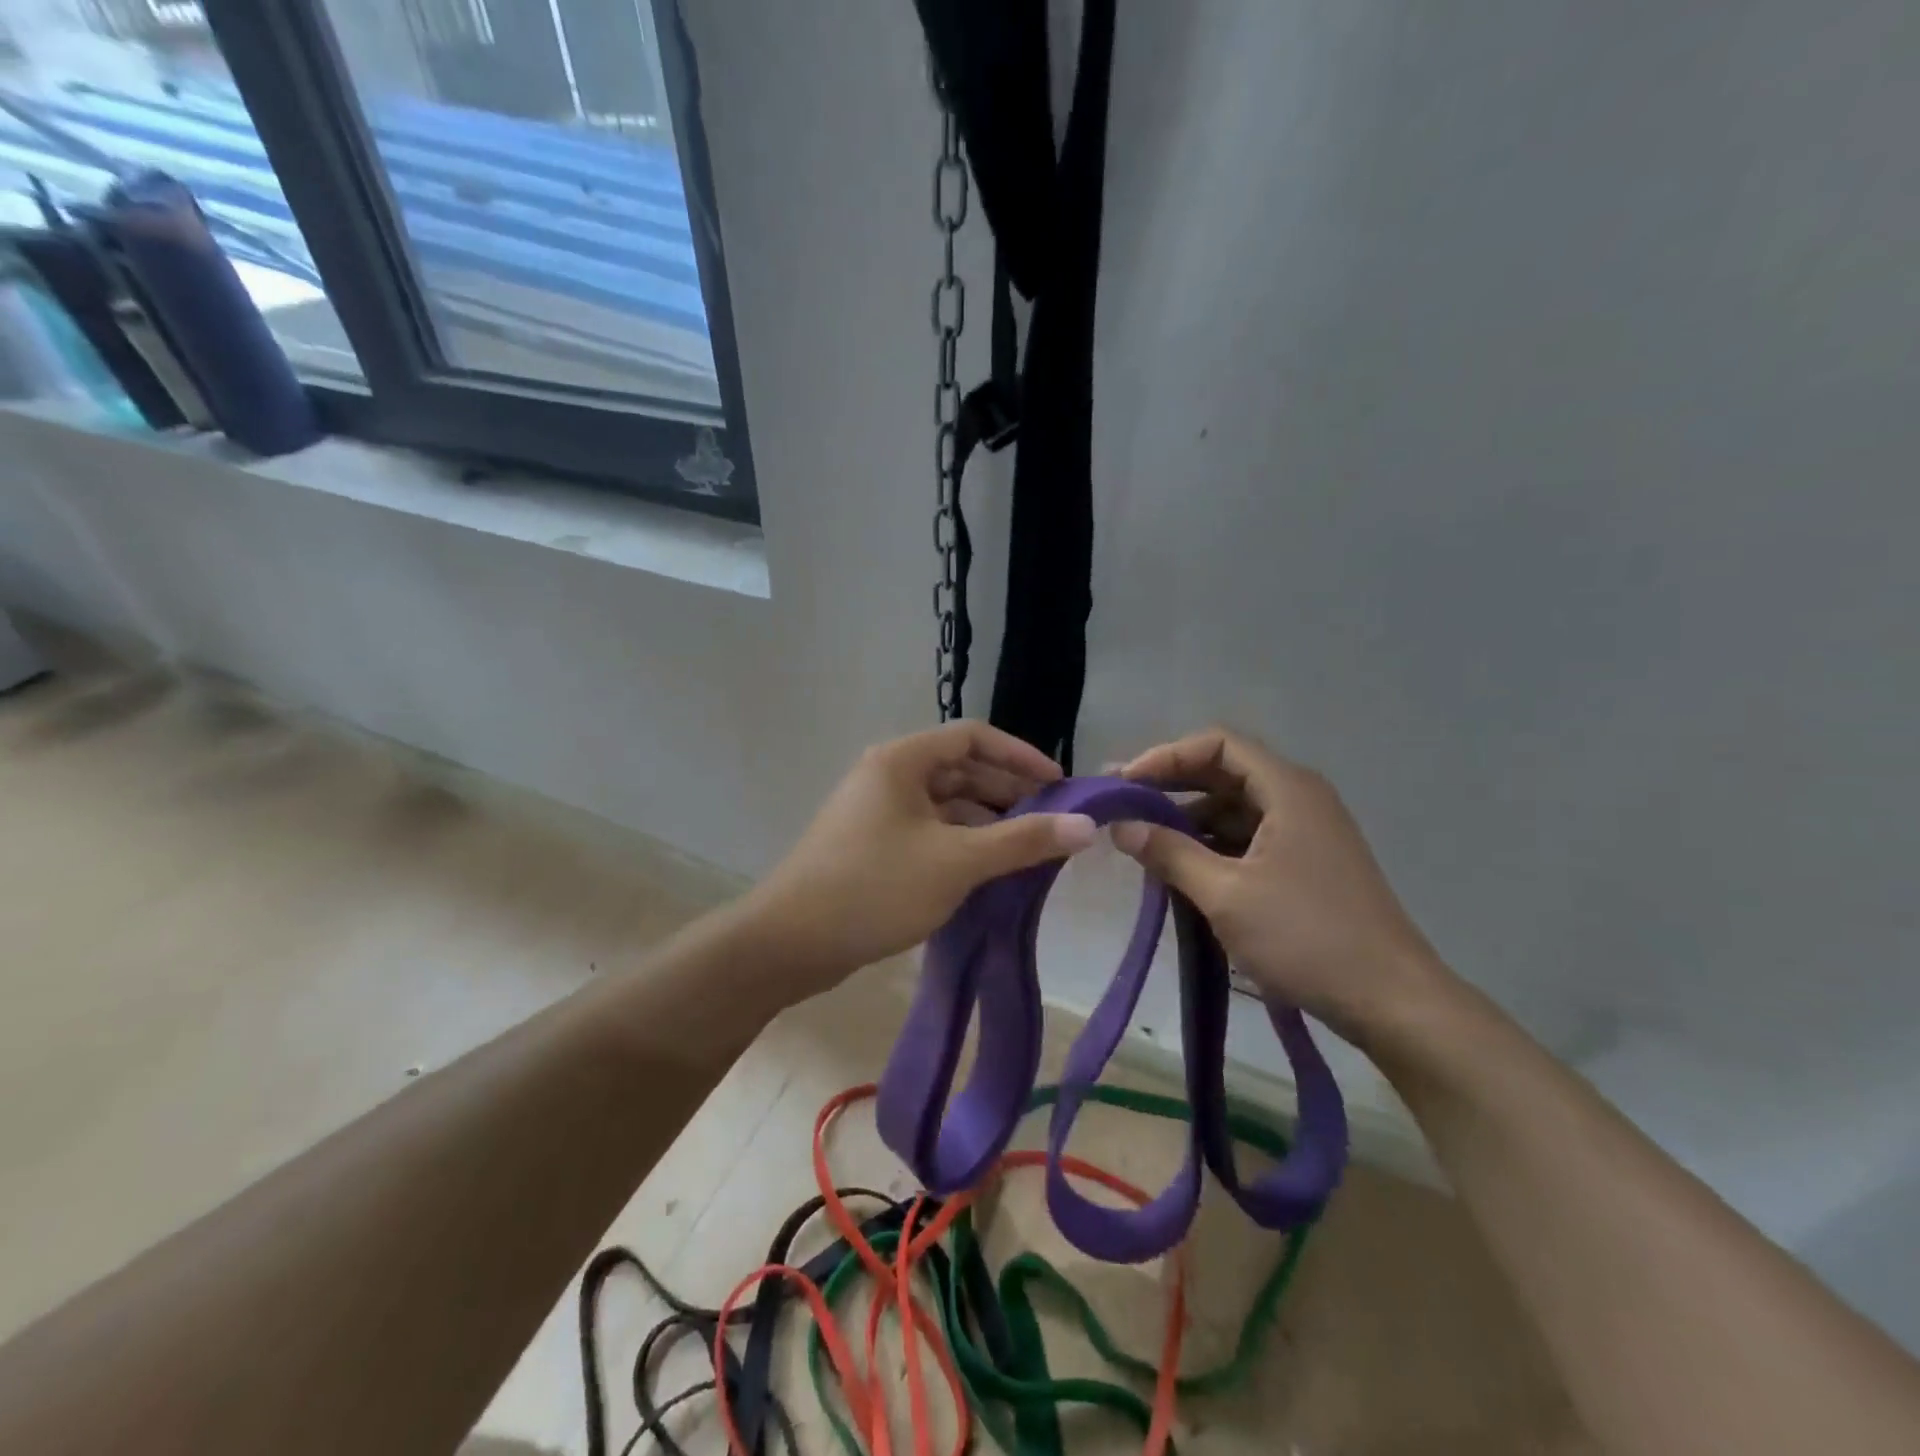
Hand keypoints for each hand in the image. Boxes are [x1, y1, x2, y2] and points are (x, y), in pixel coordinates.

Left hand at [743, 722, 1097, 1000]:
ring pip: (945, 805)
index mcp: (902, 760)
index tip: (1060, 786)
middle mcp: (888, 776)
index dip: (1020, 756)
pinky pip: (929, 832)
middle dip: (1008, 793)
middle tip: (1052, 823)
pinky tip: (987, 872)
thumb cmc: (875, 887)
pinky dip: (961, 844)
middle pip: (960, 770)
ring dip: (986, 822)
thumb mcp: (957, 862)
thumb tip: (1086, 827)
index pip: (973, 737)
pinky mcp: (872, 846)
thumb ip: (1022, 841)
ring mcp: (877, 812)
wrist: (789, 943)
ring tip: (1027, 851)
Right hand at [1113, 727, 1450, 1044]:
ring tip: (1143, 842)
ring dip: (1188, 819)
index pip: (1217, 744)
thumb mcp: (1226, 895)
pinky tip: (1182, 870)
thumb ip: (1169, 853)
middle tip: (1121, 806)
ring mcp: (1305, 832)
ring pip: (1234, 807)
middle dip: (1170, 786)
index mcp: (1288, 789)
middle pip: (1224, 771)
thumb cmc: (1307, 938)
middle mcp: (1299, 798)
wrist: (1393, 1002)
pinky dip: (1211, 845)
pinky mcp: (1306, 863)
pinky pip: (1248, 837)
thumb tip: (1120, 826)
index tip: (1124, 784)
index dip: (1165, 756)